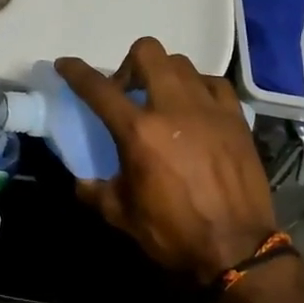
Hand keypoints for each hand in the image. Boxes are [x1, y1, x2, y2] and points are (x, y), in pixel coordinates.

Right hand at [57, 40, 275, 285]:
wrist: (237, 250)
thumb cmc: (174, 233)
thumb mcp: (122, 215)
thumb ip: (95, 191)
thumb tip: (81, 180)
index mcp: (139, 132)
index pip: (98, 88)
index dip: (76, 71)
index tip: (66, 64)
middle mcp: (172, 108)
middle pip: (147, 52)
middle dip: (129, 64)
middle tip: (127, 92)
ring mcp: (208, 109)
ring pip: (180, 63)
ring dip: (163, 74)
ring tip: (161, 100)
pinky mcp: (235, 118)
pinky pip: (213, 83)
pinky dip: (198, 87)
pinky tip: (195, 107)